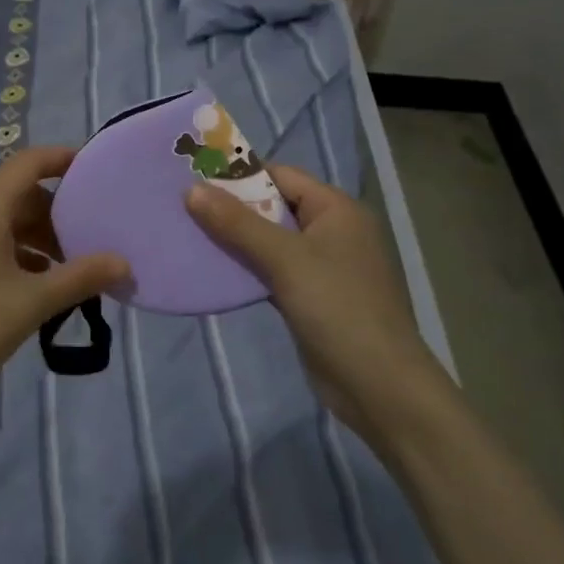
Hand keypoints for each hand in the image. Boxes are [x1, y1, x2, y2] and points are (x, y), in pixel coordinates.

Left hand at [0, 147, 128, 417]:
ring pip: (5, 224)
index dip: (62, 158)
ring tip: (71, 272)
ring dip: (39, 240)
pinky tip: (37, 291)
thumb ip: (80, 278)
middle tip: (93, 238)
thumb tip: (123, 263)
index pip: (29, 163)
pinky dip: (18, 257)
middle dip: (58, 212)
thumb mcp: (31, 302)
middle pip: (20, 195)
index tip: (96, 170)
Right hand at [187, 165, 431, 436]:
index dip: (239, 176)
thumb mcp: (285, 260)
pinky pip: (273, 271)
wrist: (379, 387)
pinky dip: (247, 269)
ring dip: (236, 240)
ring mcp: (324, 266)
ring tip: (189, 236)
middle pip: (274, 207)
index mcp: (336, 209)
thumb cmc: (338, 308)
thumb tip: (191, 189)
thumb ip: (237, 223)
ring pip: (271, 241)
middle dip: (232, 209)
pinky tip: (214, 271)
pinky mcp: (312, 297)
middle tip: (184, 208)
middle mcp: (332, 230)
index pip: (281, 176)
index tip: (194, 179)